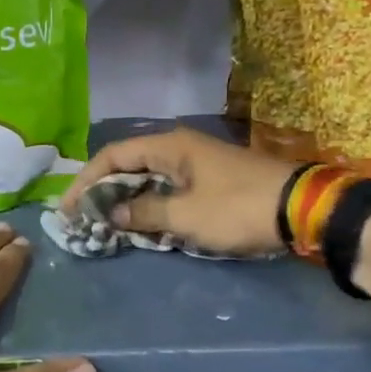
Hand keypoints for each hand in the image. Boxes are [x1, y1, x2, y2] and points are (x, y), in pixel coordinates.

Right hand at [60, 126, 295, 256]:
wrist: (302, 209)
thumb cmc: (238, 207)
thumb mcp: (186, 216)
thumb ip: (145, 213)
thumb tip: (112, 214)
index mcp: (169, 146)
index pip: (113, 156)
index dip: (86, 181)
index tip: (68, 208)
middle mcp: (178, 148)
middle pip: (128, 165)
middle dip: (102, 191)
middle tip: (82, 218)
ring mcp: (196, 163)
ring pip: (148, 178)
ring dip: (126, 200)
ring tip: (104, 224)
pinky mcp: (209, 180)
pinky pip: (167, 189)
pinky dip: (150, 205)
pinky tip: (140, 225)